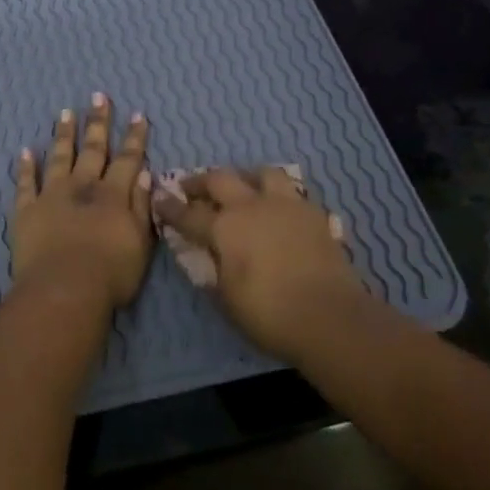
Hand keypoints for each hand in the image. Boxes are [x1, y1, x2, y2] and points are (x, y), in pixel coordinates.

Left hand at [11, 94, 153, 308]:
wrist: (64, 289)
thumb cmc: (111, 273)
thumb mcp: (141, 243)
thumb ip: (142, 207)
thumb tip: (146, 175)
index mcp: (113, 195)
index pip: (128, 160)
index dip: (134, 137)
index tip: (137, 114)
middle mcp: (83, 187)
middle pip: (93, 150)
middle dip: (98, 123)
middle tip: (98, 97)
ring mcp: (52, 195)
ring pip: (59, 157)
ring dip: (64, 135)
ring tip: (65, 113)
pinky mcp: (26, 210)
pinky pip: (25, 183)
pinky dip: (26, 166)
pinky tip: (26, 150)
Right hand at [153, 167, 366, 359]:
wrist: (329, 316)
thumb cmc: (268, 313)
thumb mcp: (227, 298)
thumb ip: (214, 270)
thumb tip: (209, 255)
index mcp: (225, 227)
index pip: (189, 213)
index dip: (171, 207)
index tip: (160, 198)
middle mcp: (252, 206)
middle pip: (221, 178)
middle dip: (202, 181)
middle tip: (192, 188)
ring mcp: (287, 206)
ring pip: (263, 173)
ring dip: (246, 177)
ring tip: (243, 188)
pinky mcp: (314, 214)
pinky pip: (292, 193)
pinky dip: (279, 196)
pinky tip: (278, 211)